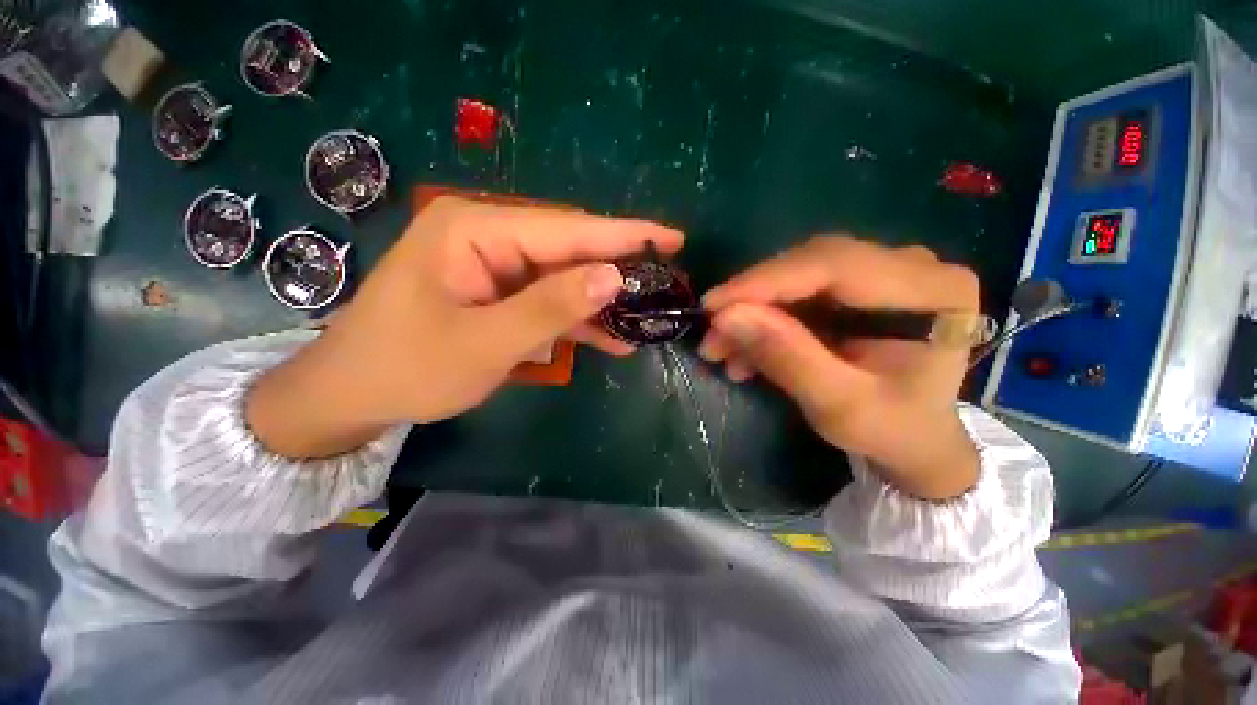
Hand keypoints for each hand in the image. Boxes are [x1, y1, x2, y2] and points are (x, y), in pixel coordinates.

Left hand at [247, 196, 682, 457]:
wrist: (353, 394)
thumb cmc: (407, 367)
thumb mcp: (485, 342)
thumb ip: (551, 307)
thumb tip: (613, 278)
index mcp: (475, 229)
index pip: (566, 228)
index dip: (623, 235)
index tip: (672, 238)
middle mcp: (487, 236)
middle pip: (568, 250)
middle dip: (617, 269)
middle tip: (666, 282)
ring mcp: (494, 266)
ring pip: (564, 278)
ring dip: (601, 302)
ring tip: (646, 317)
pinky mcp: (498, 293)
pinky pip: (548, 300)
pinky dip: (577, 320)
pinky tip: (611, 338)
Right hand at [700, 236, 979, 499]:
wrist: (915, 437)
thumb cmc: (891, 429)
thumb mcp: (838, 405)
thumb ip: (787, 357)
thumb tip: (726, 317)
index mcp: (931, 291)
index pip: (833, 264)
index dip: (764, 281)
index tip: (712, 306)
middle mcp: (912, 266)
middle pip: (811, 264)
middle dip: (752, 300)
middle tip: (712, 335)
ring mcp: (883, 271)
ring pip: (796, 276)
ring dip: (753, 312)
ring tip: (721, 349)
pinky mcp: (858, 285)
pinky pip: (798, 291)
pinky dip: (765, 318)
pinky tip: (744, 349)